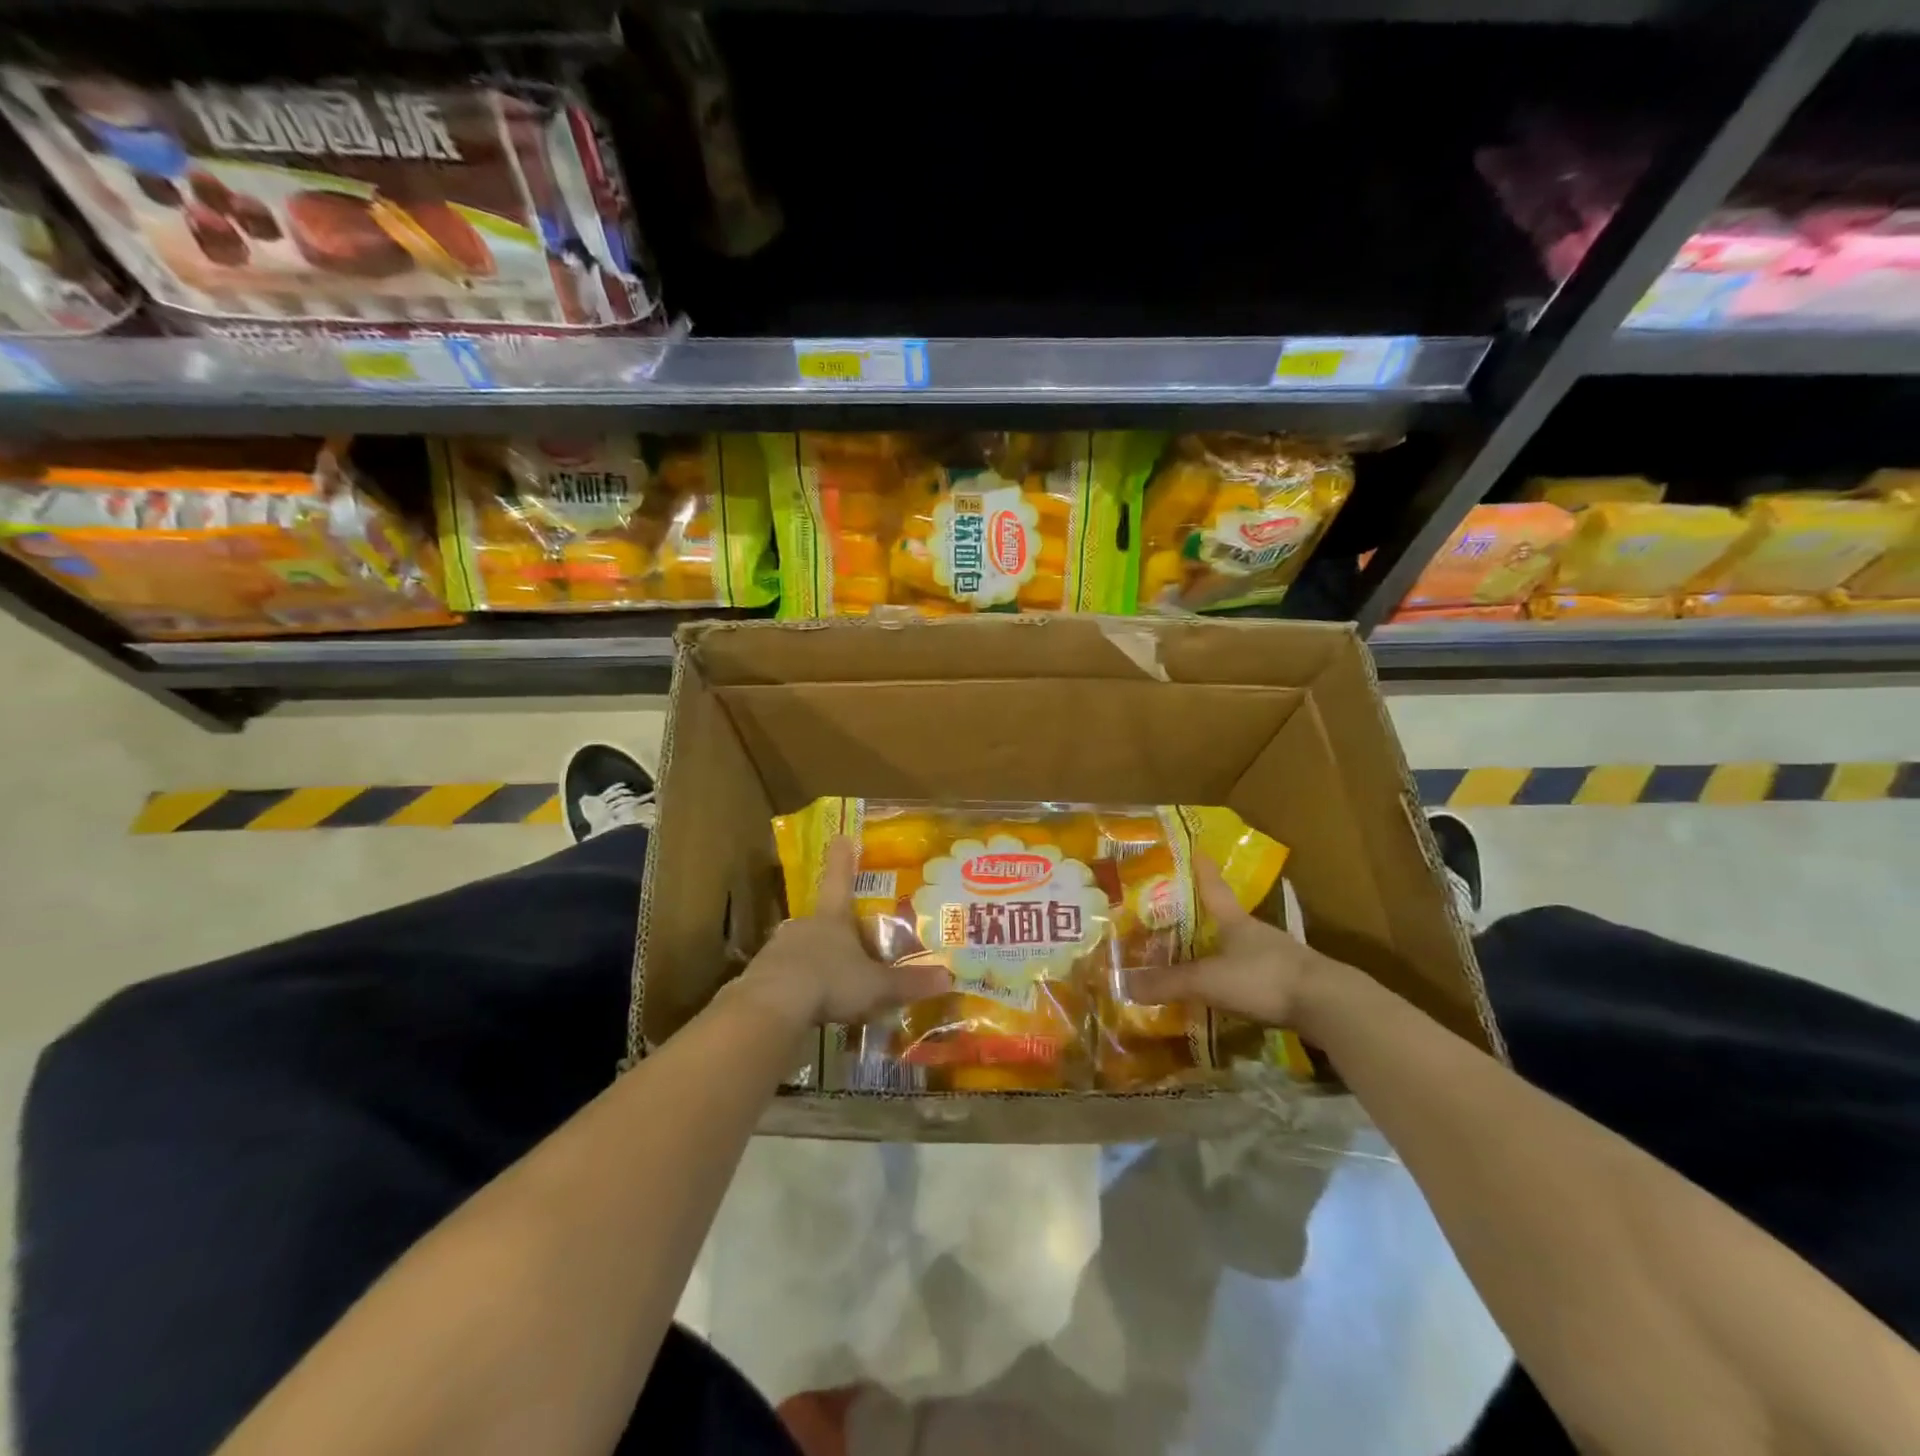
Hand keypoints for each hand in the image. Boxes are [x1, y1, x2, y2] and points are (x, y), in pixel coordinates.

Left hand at [735, 836, 949, 1027]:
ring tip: (830, 978)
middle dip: (834, 926)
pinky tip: (806, 1003)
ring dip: (814, 957)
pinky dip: (796, 983)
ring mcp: (778, 948)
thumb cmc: (830, 982)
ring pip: (800, 946)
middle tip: (849, 940)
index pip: (841, 879)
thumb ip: (909, 983)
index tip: (841, 836)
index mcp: (833, 917)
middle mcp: (804, 925)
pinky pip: (783, 974)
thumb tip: (949, 976)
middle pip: (821, 918)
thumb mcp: (876, 986)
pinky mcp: (760, 975)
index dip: (844, 858)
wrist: (771, 1006)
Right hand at [1125, 857, 1323, 1027]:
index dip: (1201, 869)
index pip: (1213, 887)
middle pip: (1226, 918)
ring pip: (1241, 947)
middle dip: (1204, 916)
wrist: (1328, 1004)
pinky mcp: (1291, 982)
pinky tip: (1228, 992)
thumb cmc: (1262, 978)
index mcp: (1235, 921)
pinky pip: (1255, 974)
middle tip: (1177, 914)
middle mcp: (1256, 932)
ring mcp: (1277, 956)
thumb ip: (1168, 983)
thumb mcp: (1208, 980)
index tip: (1195, 848)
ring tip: (1197, 957)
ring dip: (1221, 949)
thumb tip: (1123, 983)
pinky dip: (1238, 978)